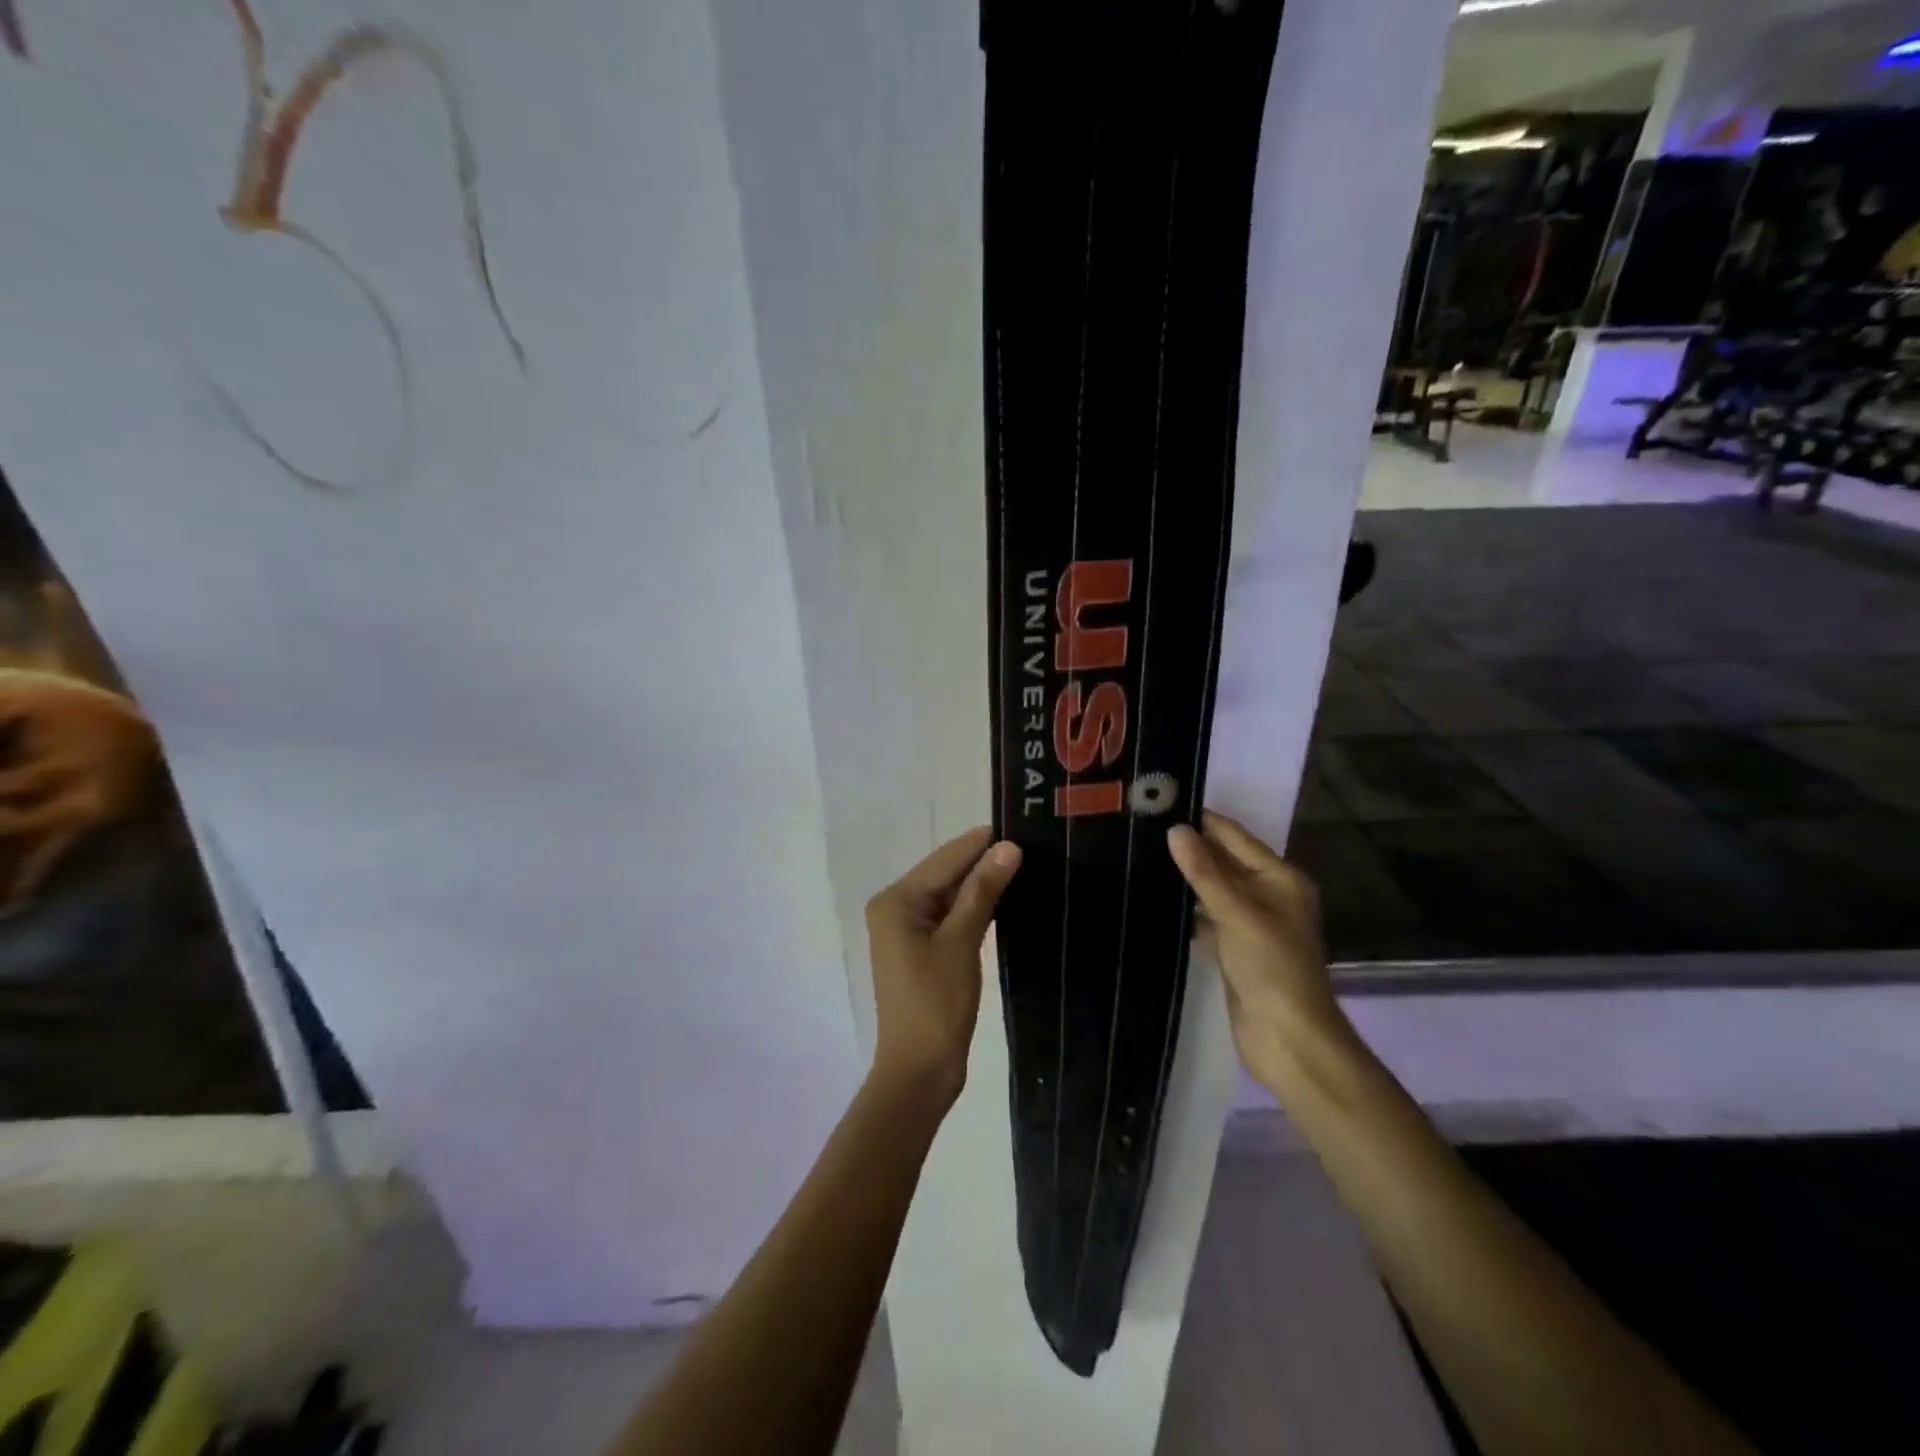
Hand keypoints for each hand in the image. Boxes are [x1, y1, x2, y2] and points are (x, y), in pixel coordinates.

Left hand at [865, 828, 1021, 1105]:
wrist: (920, 1071)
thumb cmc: (936, 1004)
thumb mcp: (961, 942)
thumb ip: (982, 891)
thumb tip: (1008, 847)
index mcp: (896, 901)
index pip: (945, 859)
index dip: (981, 842)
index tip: (1019, 822)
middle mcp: (896, 908)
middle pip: (945, 874)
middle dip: (983, 861)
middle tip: (1030, 842)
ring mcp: (908, 930)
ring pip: (950, 895)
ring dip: (981, 883)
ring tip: (1024, 863)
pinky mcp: (923, 950)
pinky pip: (950, 916)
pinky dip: (974, 908)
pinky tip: (1004, 897)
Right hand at [1167, 813, 1351, 1092]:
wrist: (1288, 1039)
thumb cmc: (1272, 967)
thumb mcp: (1238, 913)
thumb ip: (1204, 872)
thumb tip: (1175, 829)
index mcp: (1281, 878)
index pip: (1234, 837)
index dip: (1201, 821)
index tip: (1159, 803)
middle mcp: (1269, 894)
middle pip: (1224, 861)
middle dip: (1189, 848)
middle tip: (1141, 829)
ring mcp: (1251, 923)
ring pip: (1213, 889)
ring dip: (1185, 878)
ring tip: (1139, 856)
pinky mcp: (1235, 949)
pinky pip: (1207, 916)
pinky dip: (1187, 908)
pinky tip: (1155, 898)